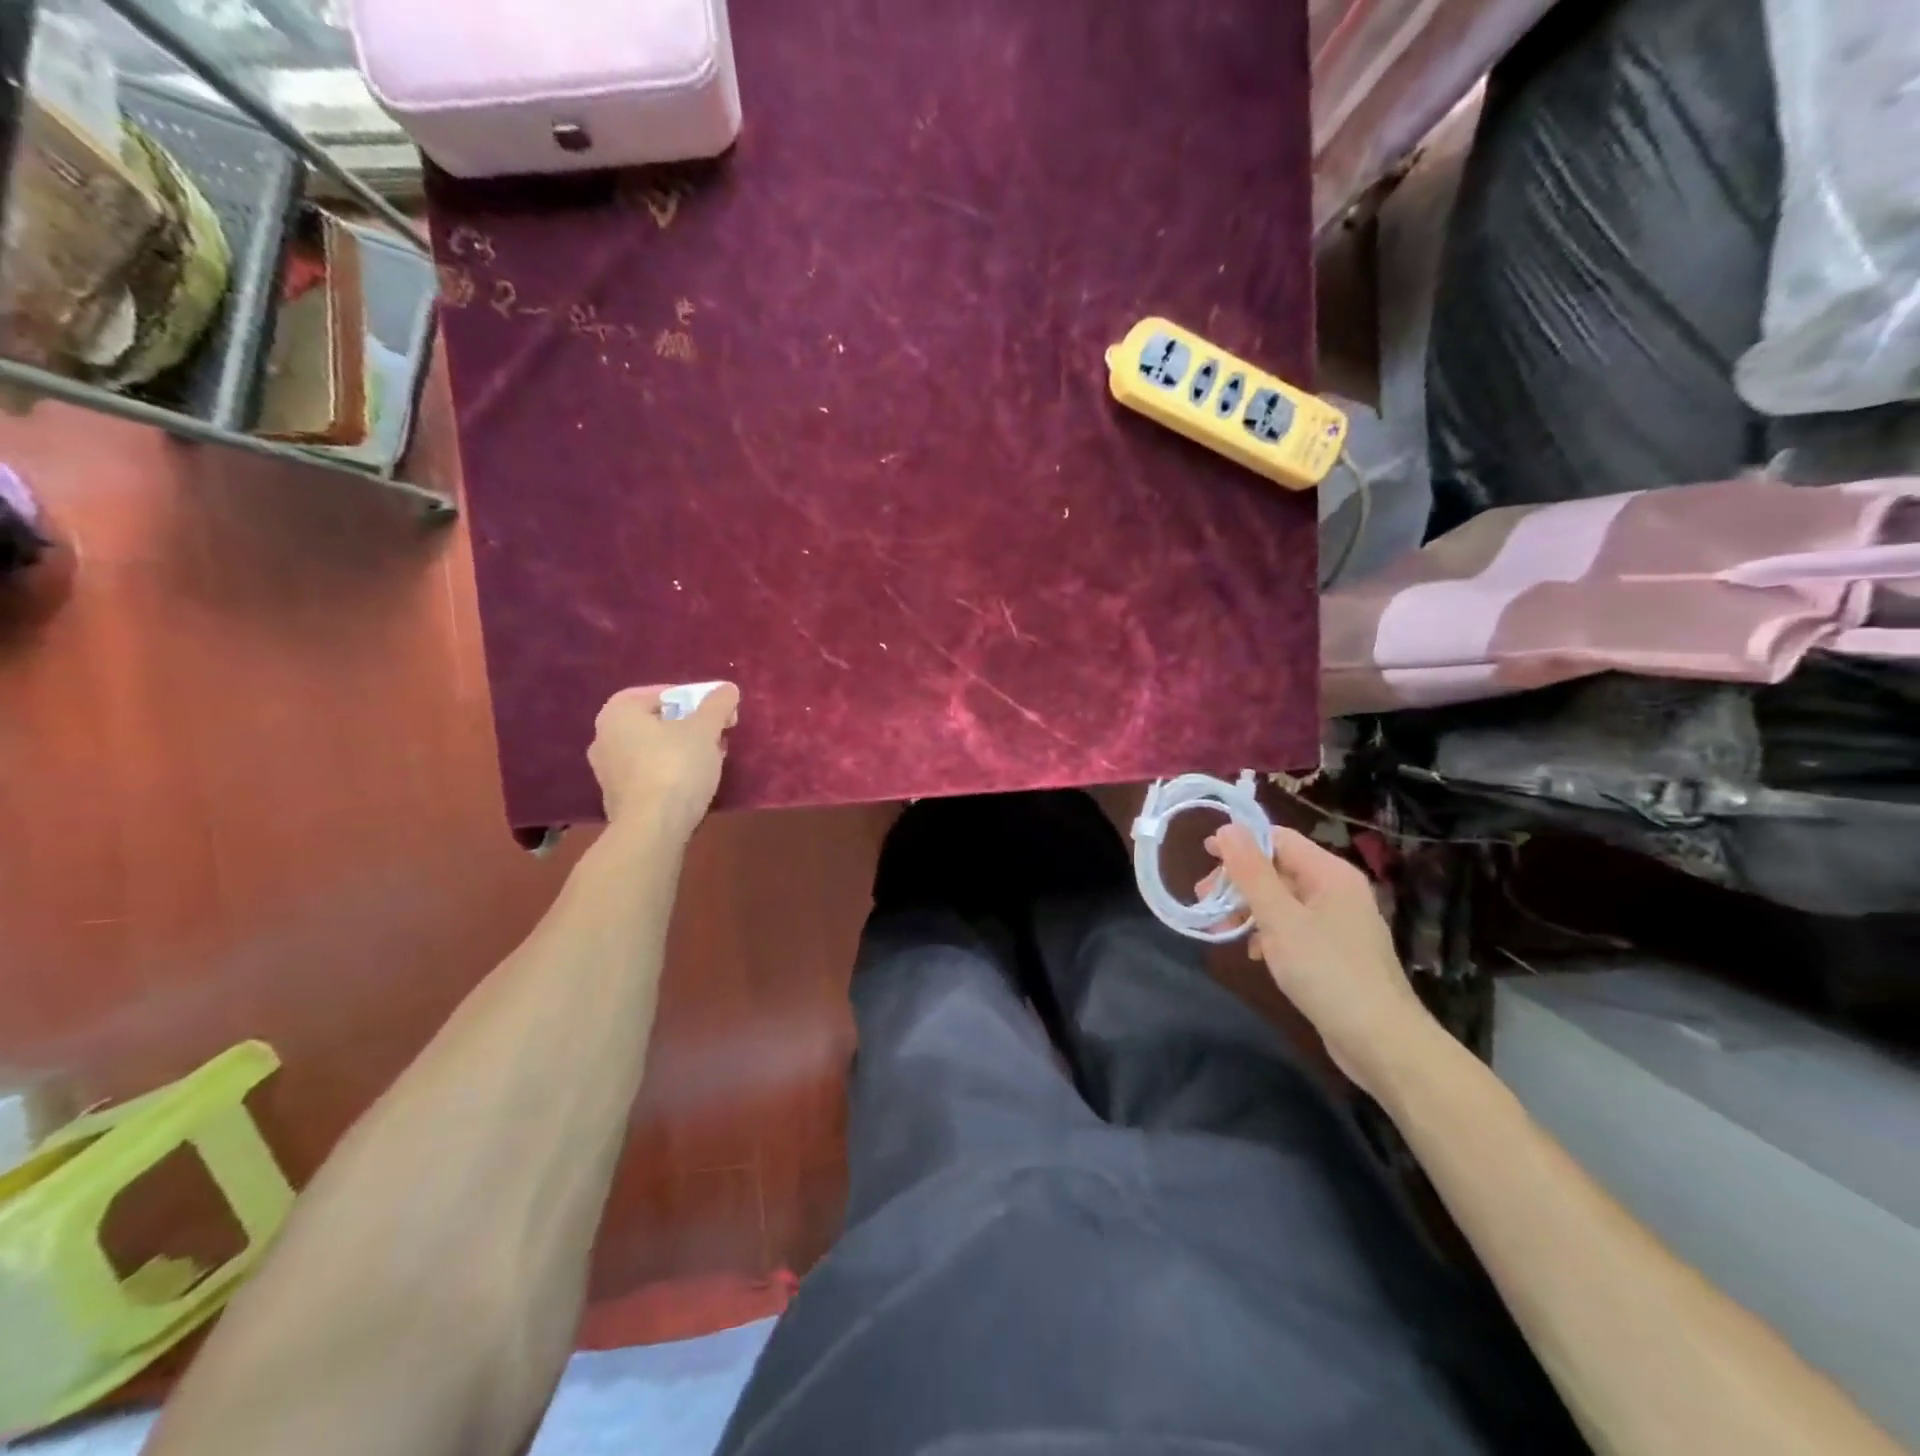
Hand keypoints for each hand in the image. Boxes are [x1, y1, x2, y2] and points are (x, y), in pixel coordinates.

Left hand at [588, 682, 739, 833]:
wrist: (652, 828)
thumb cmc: (676, 767)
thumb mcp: (705, 729)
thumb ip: (717, 704)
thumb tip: (727, 688)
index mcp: (618, 713)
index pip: (659, 693)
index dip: (692, 698)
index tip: (715, 711)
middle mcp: (604, 738)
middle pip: (655, 722)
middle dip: (688, 725)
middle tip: (716, 733)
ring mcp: (607, 772)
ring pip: (653, 749)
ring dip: (682, 749)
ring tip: (711, 757)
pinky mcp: (618, 799)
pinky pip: (649, 774)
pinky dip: (671, 772)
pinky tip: (694, 782)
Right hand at [1205, 825, 1438, 1099]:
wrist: (1381, 1042)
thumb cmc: (1327, 971)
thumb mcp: (1280, 918)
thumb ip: (1251, 872)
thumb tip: (1227, 828)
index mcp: (1330, 873)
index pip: (1279, 839)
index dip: (1240, 843)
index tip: (1204, 858)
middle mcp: (1337, 890)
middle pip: (1278, 869)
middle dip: (1238, 882)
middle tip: (1203, 900)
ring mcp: (1338, 922)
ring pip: (1283, 900)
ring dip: (1248, 909)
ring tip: (1219, 930)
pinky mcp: (1335, 951)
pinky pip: (1294, 927)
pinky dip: (1268, 932)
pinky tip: (1252, 953)